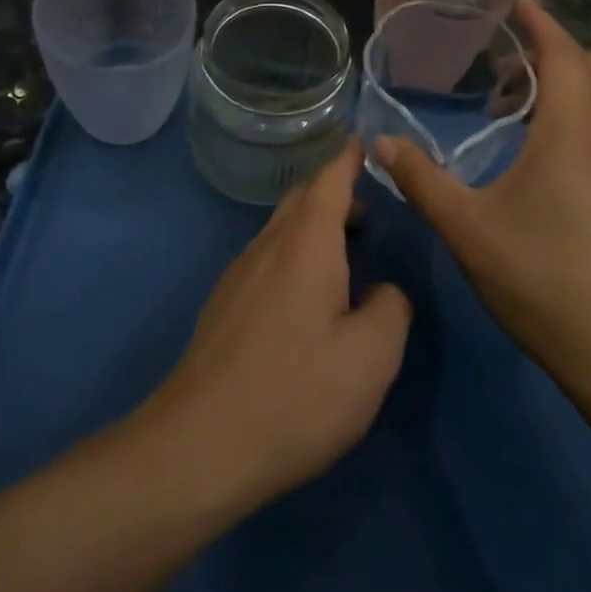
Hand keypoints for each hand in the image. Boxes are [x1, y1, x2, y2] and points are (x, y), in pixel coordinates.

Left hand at [148, 143, 411, 511]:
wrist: (199, 447)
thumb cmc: (296, 392)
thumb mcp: (372, 356)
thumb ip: (391, 309)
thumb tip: (383, 292)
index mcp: (305, 243)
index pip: (330, 179)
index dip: (349, 158)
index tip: (366, 143)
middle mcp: (267, 247)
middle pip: (301, 200)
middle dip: (334, 193)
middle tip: (370, 210)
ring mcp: (238, 277)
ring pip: (281, 232)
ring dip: (314, 229)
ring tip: (346, 255)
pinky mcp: (223, 310)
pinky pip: (266, 262)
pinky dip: (295, 259)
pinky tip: (308, 301)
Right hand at [374, 0, 590, 399]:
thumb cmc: (541, 278)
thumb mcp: (466, 227)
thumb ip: (421, 179)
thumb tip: (381, 144)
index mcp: (571, 132)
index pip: (563, 53)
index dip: (539, 21)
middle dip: (550, 50)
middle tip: (500, 61)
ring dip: (559, 86)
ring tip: (506, 109)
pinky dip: (570, 116)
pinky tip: (532, 155)